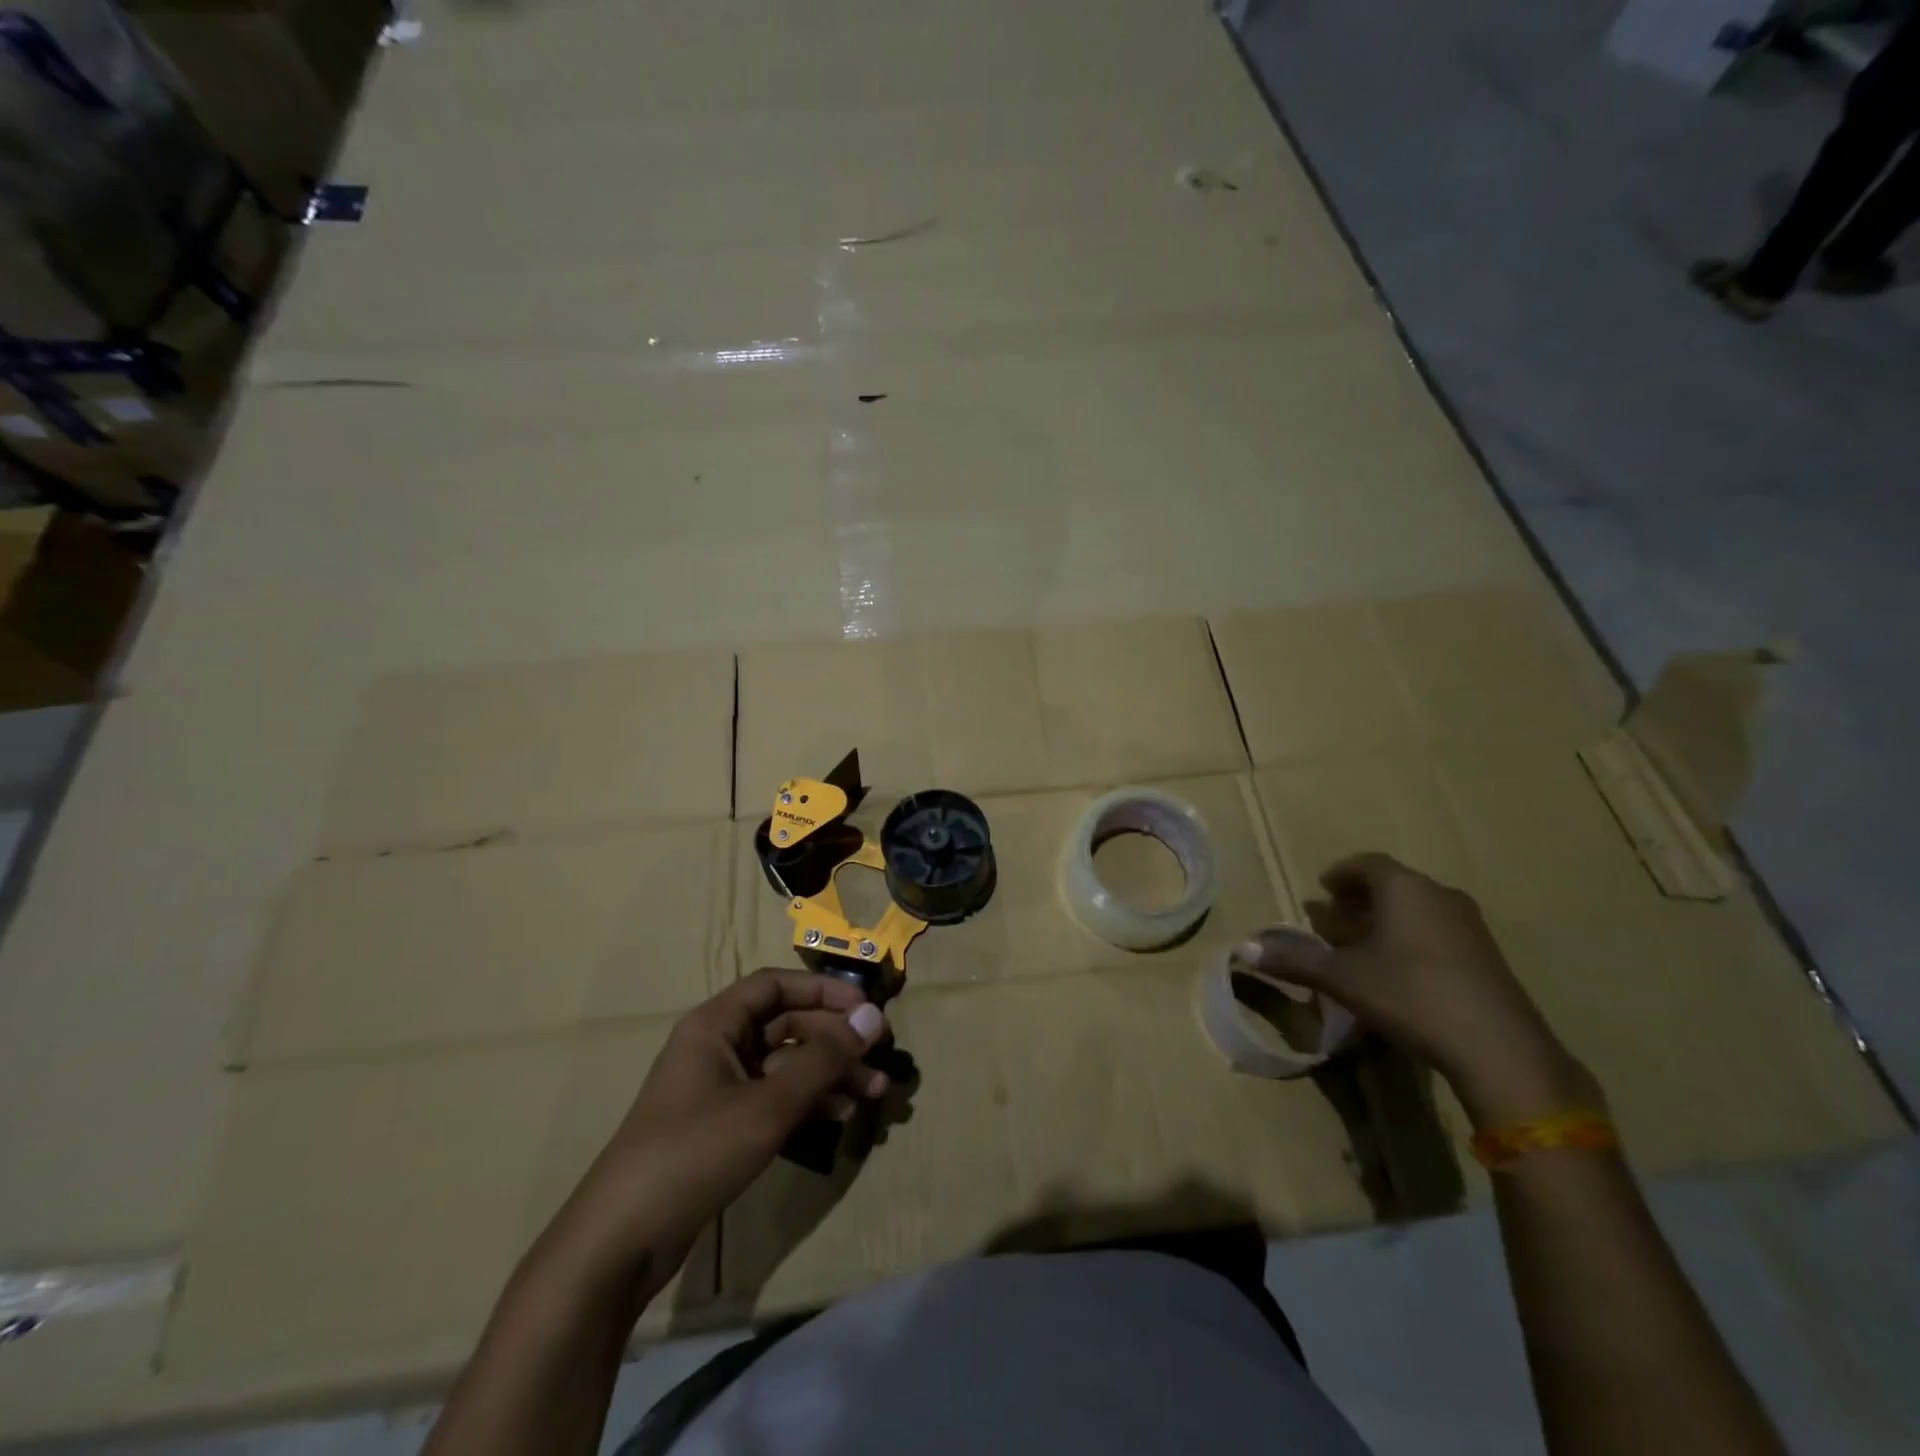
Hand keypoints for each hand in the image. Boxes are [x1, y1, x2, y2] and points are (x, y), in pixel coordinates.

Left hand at [539, 970, 888, 1302]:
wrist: (620, 1243)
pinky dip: (808, 1102)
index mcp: (715, 1024)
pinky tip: (839, 1116)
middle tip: (879, 1060)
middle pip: (786, 1025)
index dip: (823, 991)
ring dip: (829, 1074)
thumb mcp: (767, 1104)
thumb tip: (873, 1017)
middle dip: (835, 1041)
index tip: (865, 1009)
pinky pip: (775, 1098)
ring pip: (786, 1064)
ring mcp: (719, 1088)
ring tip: (873, 1093)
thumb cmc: (694, 1153)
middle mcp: (718, 1047)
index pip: (776, 985)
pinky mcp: (722, 1126)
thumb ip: (823, 1059)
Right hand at [1242, 853, 1600, 1126]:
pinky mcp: (1487, 958)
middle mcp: (1439, 896)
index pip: (1367, 864)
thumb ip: (1295, 960)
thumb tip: (1245, 948)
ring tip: (1361, 946)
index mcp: (1405, 889)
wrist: (1500, 1050)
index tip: (1322, 889)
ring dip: (1386, 921)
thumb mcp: (1343, 979)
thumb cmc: (1411, 996)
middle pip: (1393, 885)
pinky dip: (1411, 939)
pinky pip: (1438, 932)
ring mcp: (1470, 927)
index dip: (1340, 874)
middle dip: (1359, 900)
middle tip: (1334, 919)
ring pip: (1417, 910)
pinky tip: (1398, 972)